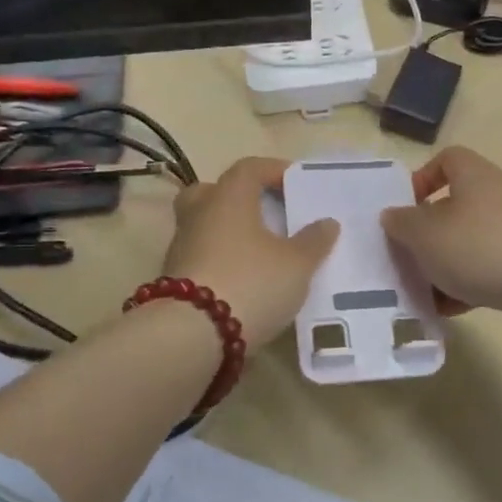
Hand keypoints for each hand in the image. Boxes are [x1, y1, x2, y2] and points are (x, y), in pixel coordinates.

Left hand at [162, 157, 338, 351]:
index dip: (273, 169)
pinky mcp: (174, 279)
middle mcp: (199, 214)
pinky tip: (242, 279)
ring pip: (204, 226)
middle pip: (213, 192)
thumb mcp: (297, 265)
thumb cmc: (251, 283)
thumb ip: (314, 242)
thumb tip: (326, 223)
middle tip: (263, 212)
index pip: (248, 168)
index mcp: (228, 198)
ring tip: (259, 252)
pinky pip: (201, 256)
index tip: (295, 182)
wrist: (192, 334)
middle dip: (238, 198)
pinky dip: (220, 260)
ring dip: (228, 233)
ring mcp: (181, 247)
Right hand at [381, 147, 501, 364]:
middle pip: (454, 205)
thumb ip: (402, 223)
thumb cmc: (482, 249)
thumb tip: (393, 215)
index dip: (421, 179)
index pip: (446, 159)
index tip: (404, 210)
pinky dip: (468, 285)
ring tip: (423, 290)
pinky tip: (449, 309)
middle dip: (428, 233)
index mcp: (474, 175)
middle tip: (407, 257)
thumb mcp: (426, 235)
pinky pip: (489, 268)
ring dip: (445, 263)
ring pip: (469, 241)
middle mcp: (498, 194)